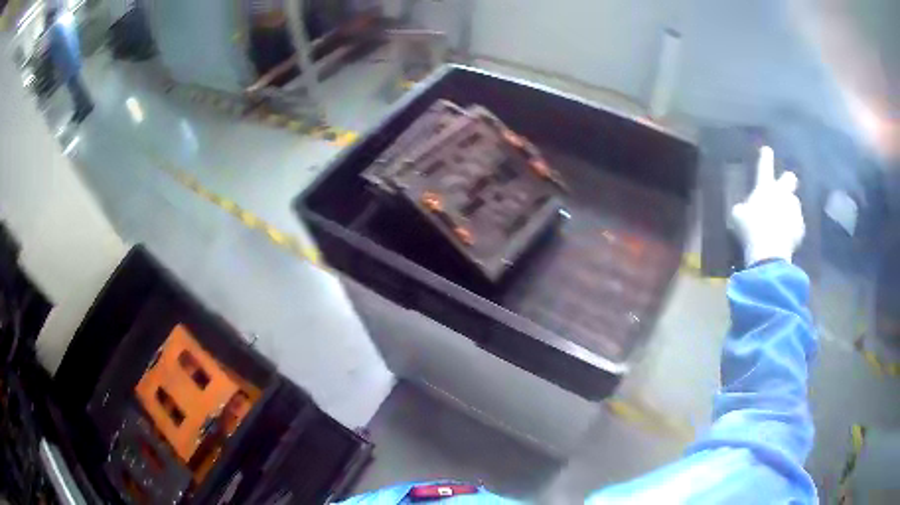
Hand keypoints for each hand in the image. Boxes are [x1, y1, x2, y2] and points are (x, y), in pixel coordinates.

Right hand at [731, 146, 804, 264]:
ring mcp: (793, 210)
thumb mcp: (738, 216)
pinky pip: (797, 225)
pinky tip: (786, 237)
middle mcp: (782, 194)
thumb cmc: (751, 228)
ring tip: (783, 221)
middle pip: (790, 179)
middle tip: (785, 187)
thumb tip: (744, 208)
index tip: (767, 149)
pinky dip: (792, 229)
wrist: (770, 251)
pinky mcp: (800, 228)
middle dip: (788, 180)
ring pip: (794, 204)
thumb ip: (743, 208)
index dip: (766, 157)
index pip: (765, 166)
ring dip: (789, 209)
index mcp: (765, 187)